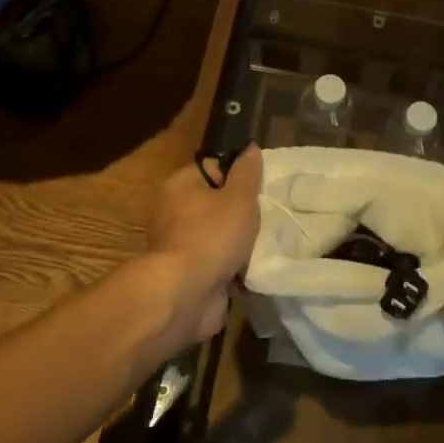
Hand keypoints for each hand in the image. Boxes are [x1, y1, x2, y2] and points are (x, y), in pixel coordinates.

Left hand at [144, 145, 263, 351]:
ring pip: (221, 237)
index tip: (261, 189)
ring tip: (268, 245)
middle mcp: (175, 212)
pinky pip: (219, 264)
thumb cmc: (212, 234)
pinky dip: (236, 269)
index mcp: (181, 186)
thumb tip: (249, 149)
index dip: (239, 177)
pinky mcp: (190, 274)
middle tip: (269, 218)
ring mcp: (182, 246)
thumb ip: (247, 173)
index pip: (214, 169)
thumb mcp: (239, 197)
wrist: (186, 293)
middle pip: (218, 205)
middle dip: (243, 214)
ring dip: (242, 245)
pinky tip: (256, 269)